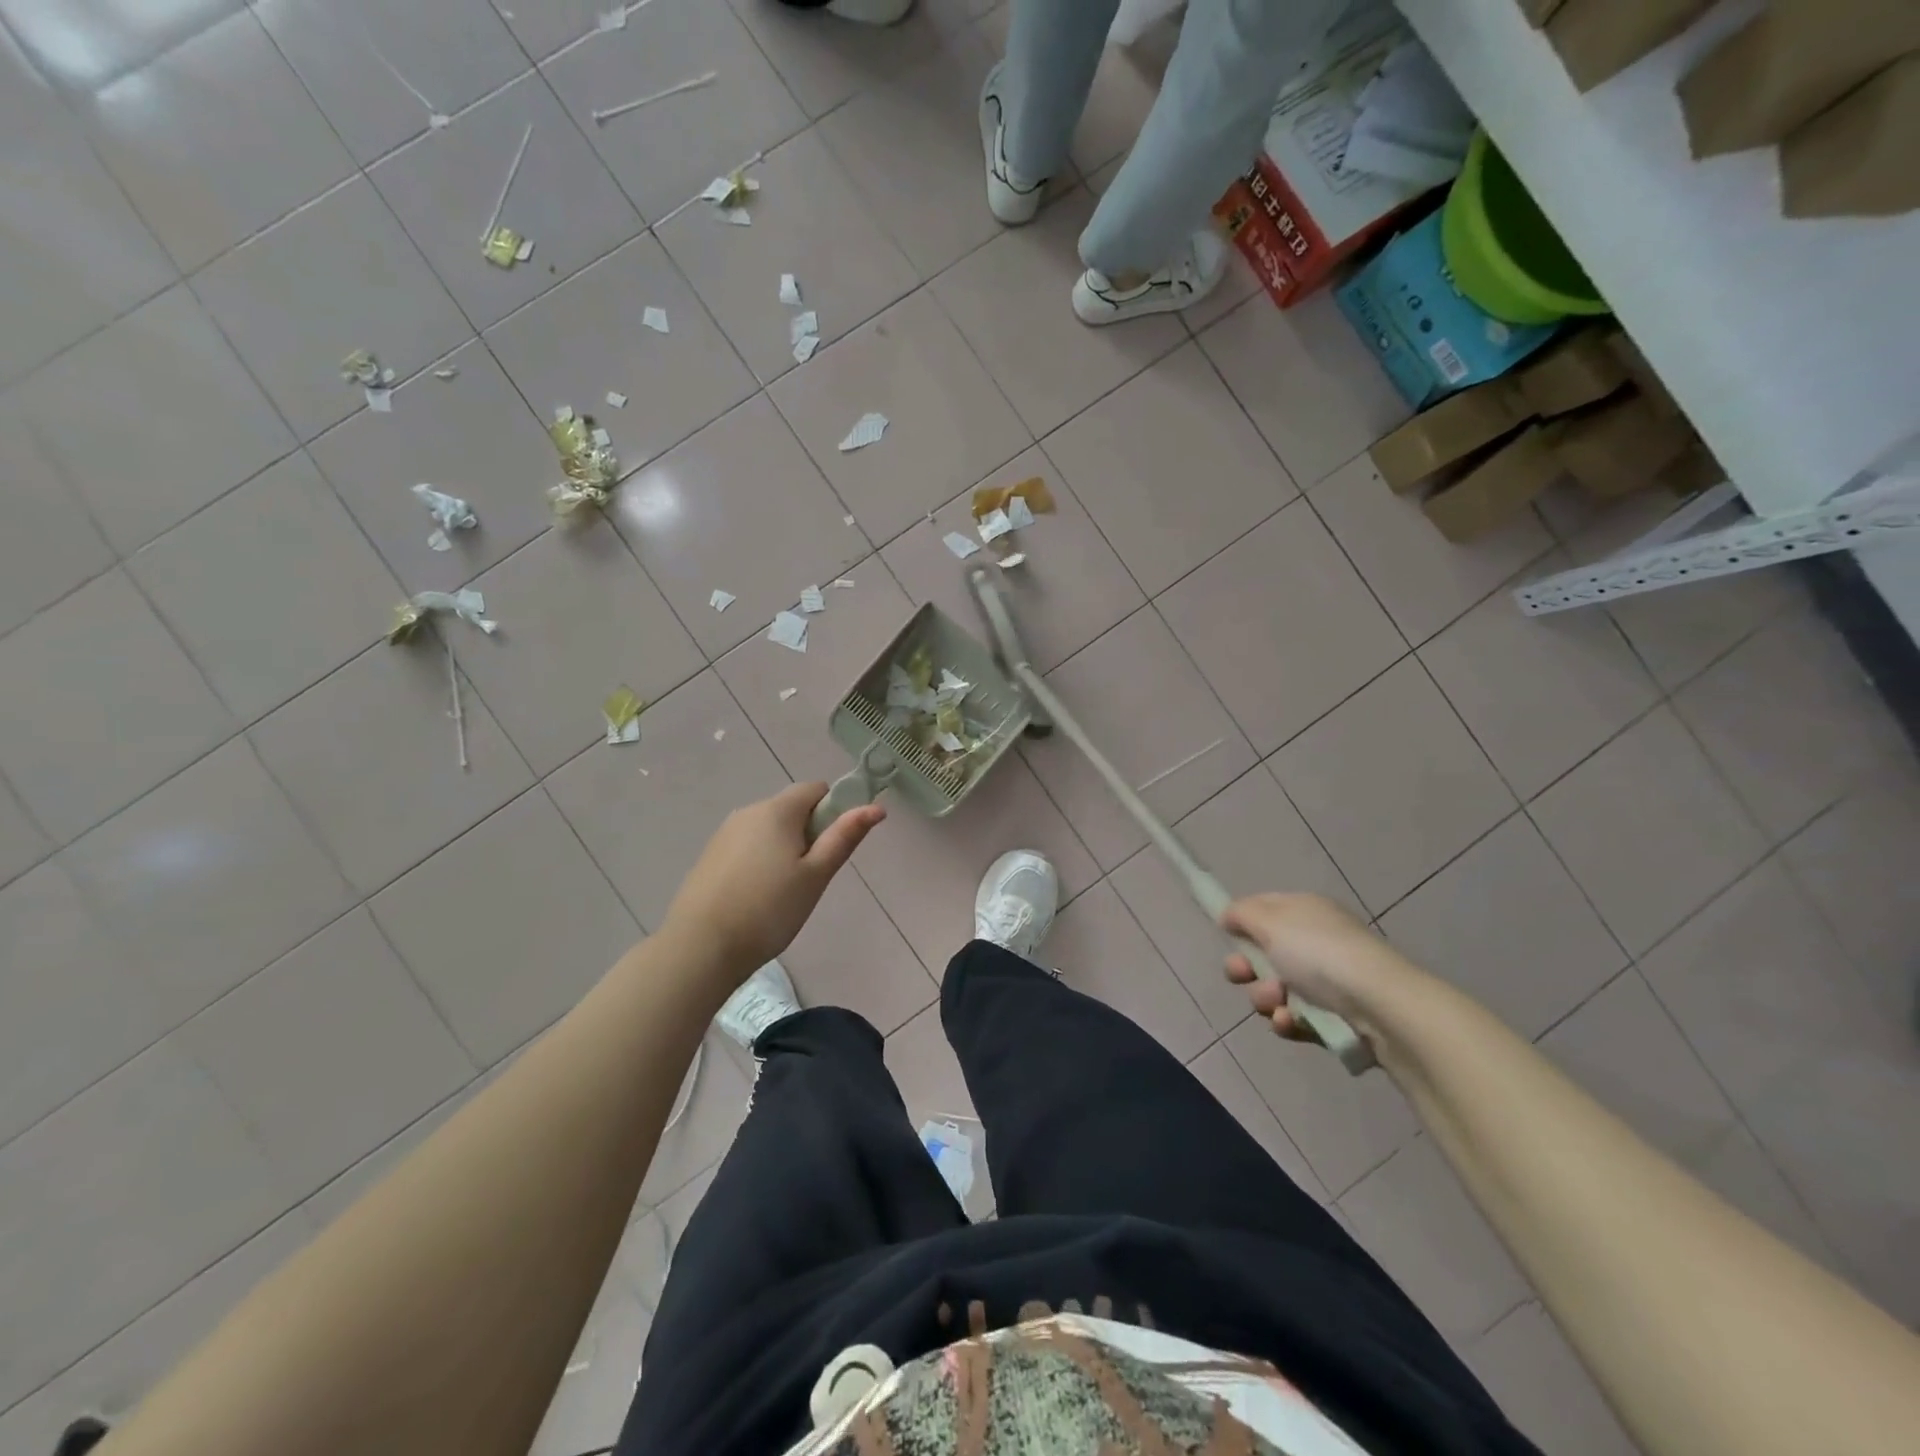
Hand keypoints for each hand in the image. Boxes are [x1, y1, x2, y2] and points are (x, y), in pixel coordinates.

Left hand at [660, 783, 884, 985]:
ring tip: (784, 893)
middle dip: (809, 833)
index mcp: (777, 810)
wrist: (700, 946)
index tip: (834, 846)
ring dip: (784, 848)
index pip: (816, 789)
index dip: (834, 810)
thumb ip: (844, 837)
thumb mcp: (816, 875)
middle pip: (791, 809)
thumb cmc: (769, 909)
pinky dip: (760, 862)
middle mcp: (748, 811)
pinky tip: (757, 898)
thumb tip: (876, 807)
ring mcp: (725, 834)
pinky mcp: (710, 856)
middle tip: (812, 877)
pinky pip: (747, 846)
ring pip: (768, 829)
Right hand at [1220, 893, 1412, 1042]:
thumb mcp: (1272, 922)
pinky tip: (1290, 1022)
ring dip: (1266, 998)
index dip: (1242, 923)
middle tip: (1242, 975)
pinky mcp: (1334, 1018)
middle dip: (1247, 968)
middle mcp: (1315, 942)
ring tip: (1278, 1003)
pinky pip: (1296, 1018)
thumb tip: (1228, 914)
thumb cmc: (1320, 954)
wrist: (1381, 1007)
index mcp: (1304, 912)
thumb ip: (1242, 914)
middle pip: (1264, 954)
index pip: (1264, 910)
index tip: (1226, 936)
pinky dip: (1288, 1021)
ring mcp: (1326, 982)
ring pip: (1276, 990)